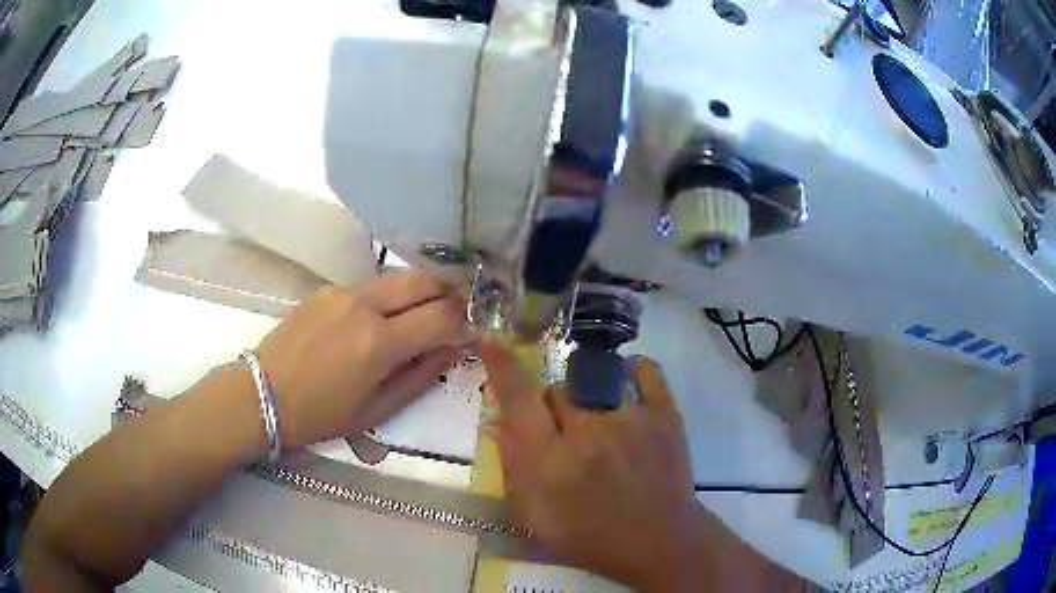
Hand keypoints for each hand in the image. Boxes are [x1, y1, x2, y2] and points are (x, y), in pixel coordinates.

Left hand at [255, 271, 472, 449]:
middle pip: (424, 279)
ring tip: (424, 314)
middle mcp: (364, 305)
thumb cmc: (320, 414)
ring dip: (421, 291)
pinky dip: (389, 297)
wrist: (262, 394)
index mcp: (379, 343)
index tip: (470, 334)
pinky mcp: (326, 289)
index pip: (443, 315)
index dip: (465, 323)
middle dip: (451, 292)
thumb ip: (420, 376)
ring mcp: (343, 292)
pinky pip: (370, 286)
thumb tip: (450, 349)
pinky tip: (380, 320)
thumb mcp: (377, 409)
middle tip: (457, 312)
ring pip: (398, 277)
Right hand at [480, 339, 706, 589]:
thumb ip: (512, 468)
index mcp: (552, 462)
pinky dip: (631, 371)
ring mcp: (631, 418)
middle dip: (549, 410)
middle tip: (564, 438)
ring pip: (592, 383)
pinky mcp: (665, 414)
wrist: (661, 542)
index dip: (502, 367)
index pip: (519, 400)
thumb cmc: (592, 537)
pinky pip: (645, 370)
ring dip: (586, 401)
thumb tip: (496, 422)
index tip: (489, 339)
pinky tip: (626, 386)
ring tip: (601, 430)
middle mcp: (588, 432)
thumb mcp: (536, 517)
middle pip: (555, 392)